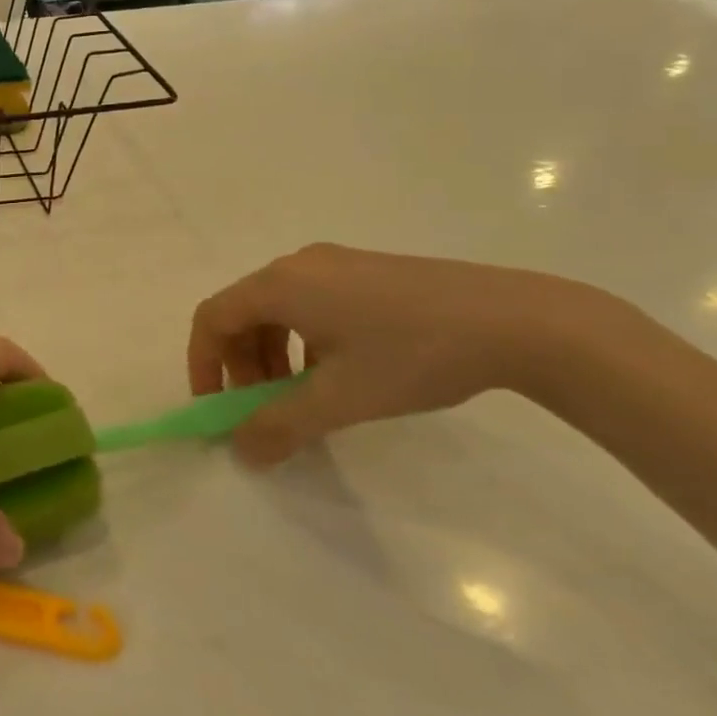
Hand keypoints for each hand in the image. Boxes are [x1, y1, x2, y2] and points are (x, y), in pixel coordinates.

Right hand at [188, 244, 583, 465]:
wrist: (513, 320)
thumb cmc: (412, 354)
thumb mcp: (340, 398)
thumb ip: (281, 426)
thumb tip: (240, 451)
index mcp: (282, 284)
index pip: (213, 317)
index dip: (203, 363)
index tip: (217, 408)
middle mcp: (300, 265)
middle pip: (243, 312)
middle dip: (241, 365)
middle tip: (263, 410)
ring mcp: (336, 264)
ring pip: (278, 309)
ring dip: (272, 356)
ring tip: (301, 397)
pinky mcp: (366, 272)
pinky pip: (311, 304)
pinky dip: (303, 341)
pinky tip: (339, 373)